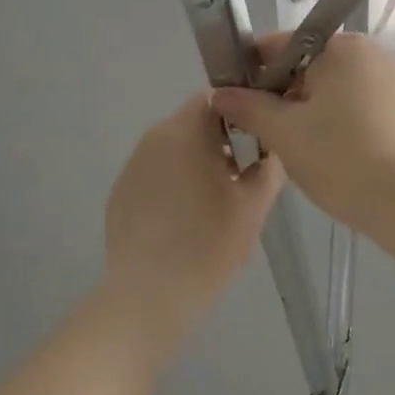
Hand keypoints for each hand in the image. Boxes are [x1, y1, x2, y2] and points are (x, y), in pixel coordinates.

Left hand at [102, 92, 284, 343]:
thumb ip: (269, 165)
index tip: (260, 139)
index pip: (216, 97)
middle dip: (223, 140)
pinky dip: (175, 183)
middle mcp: (153, 138)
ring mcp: (132, 166)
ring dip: (199, 161)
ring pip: (174, 148)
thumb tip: (273, 147)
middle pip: (194, 121)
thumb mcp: (254, 205)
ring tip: (220, 200)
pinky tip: (188, 219)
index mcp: (185, 131)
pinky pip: (156, 173)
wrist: (148, 298)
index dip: (242, 112)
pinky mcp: (120, 193)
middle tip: (246, 174)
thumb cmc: (208, 245)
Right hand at [211, 33, 394, 233]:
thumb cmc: (339, 157)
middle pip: (305, 65)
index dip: (251, 71)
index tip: (232, 99)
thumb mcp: (283, 131)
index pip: (280, 45)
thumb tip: (219, 93)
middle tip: (259, 129)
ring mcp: (385, 79)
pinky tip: (318, 148)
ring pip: (327, 87)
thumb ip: (248, 106)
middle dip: (279, 94)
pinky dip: (329, 119)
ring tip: (287, 143)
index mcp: (341, 46)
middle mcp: (367, 52)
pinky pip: (349, 103)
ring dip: (303, 109)